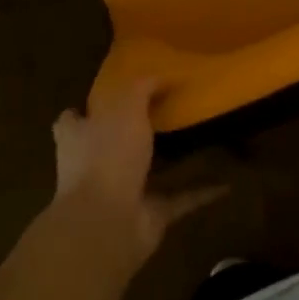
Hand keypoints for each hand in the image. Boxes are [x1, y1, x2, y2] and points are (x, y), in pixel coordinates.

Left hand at [51, 78, 226, 266]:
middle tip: (166, 114)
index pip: (72, 120)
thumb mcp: (125, 107)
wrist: (108, 223)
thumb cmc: (107, 156)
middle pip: (111, 145)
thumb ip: (142, 88)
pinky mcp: (148, 215)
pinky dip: (201, 193)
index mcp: (78, 138)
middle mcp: (94, 166)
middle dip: (133, 134)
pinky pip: (180, 200)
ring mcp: (120, 193)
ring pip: (147, 173)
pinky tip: (226, 183)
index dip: (87, 109)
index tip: (113, 97)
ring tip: (198, 143)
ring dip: (169, 163)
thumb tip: (161, 75)